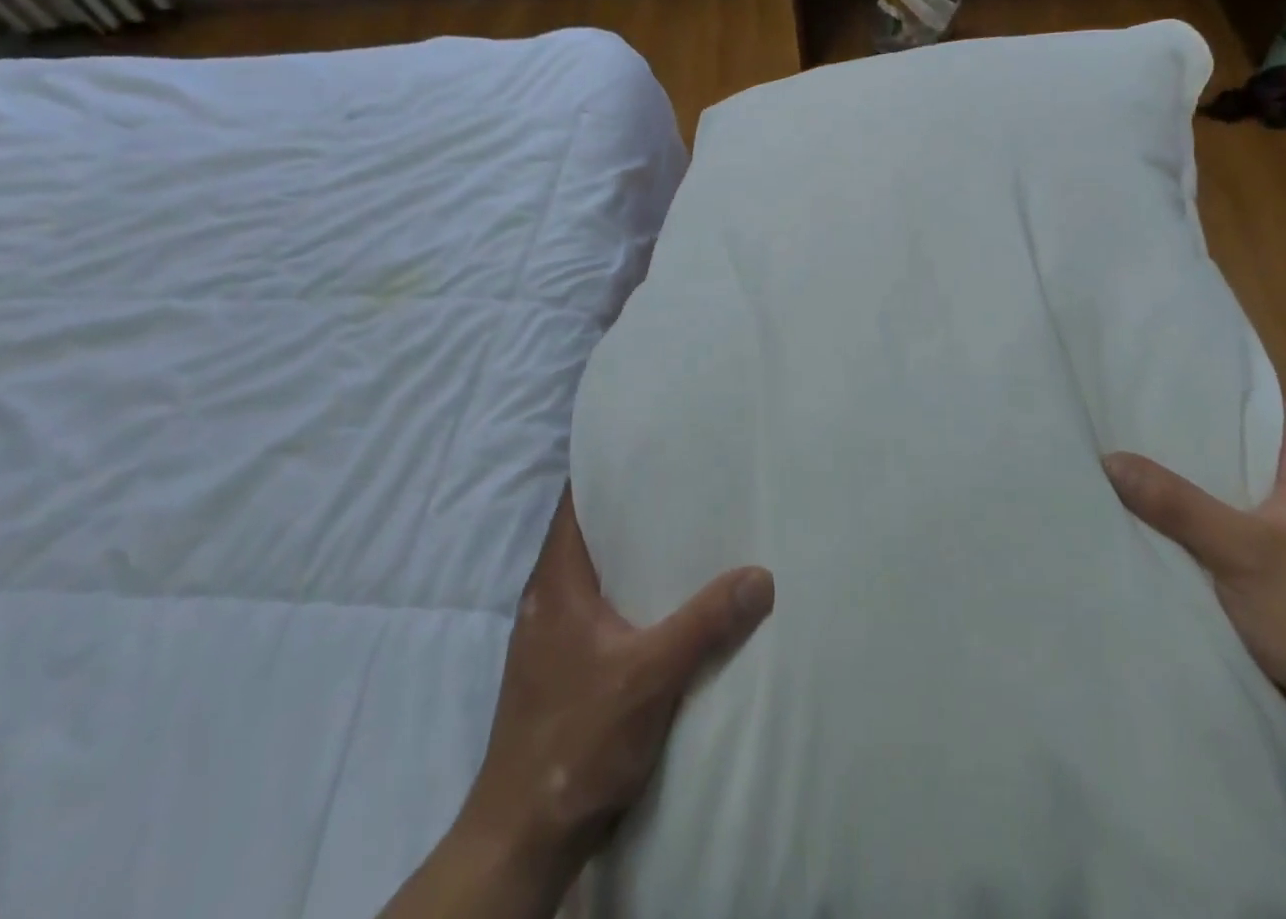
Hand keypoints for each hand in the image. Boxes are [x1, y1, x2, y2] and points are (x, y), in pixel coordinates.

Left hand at [383, 487, 773, 918]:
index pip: (576, 500)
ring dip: (638, 551)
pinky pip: (606, 606)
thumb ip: (705, 624)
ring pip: (602, 571)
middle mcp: (551, 596)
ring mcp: (556, 634)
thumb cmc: (575, 744)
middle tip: (690, 478)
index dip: (607, 466)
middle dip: (637, 505)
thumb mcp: (649, 678)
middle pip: (594, 531)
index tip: (652, 442)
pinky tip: (676, 597)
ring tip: (693, 527)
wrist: (523, 842)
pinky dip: (638, 591)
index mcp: (556, 581)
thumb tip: (762, 574)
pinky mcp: (567, 666)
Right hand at [1102, 406, 1285, 753]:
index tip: (1161, 372)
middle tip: (1124, 411)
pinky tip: (1150, 517)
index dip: (1217, 385)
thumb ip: (1176, 504)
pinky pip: (1225, 529)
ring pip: (1227, 491)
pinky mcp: (1279, 574)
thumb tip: (1108, 458)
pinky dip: (1192, 521)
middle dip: (1186, 434)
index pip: (1265, 406)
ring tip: (1125, 454)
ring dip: (1185, 481)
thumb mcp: (1243, 553)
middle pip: (1238, 447)